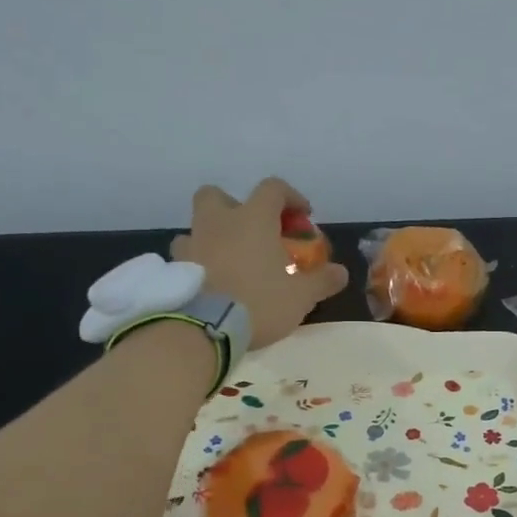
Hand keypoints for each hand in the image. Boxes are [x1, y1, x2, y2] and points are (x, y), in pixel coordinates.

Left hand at [171, 179, 349, 348]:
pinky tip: (209, 282)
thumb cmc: (259, 302)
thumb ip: (322, 281)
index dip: (291, 198)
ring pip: (197, 226)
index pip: (273, 189)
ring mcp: (192, 243)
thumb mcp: (301, 296)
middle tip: (251, 231)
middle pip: (218, 195)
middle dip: (235, 207)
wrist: (205, 328)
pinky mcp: (174, 269)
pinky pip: (184, 256)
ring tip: (228, 261)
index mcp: (253, 219)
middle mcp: (219, 221)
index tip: (302, 217)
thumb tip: (341, 272)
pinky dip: (196, 263)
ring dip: (212, 236)